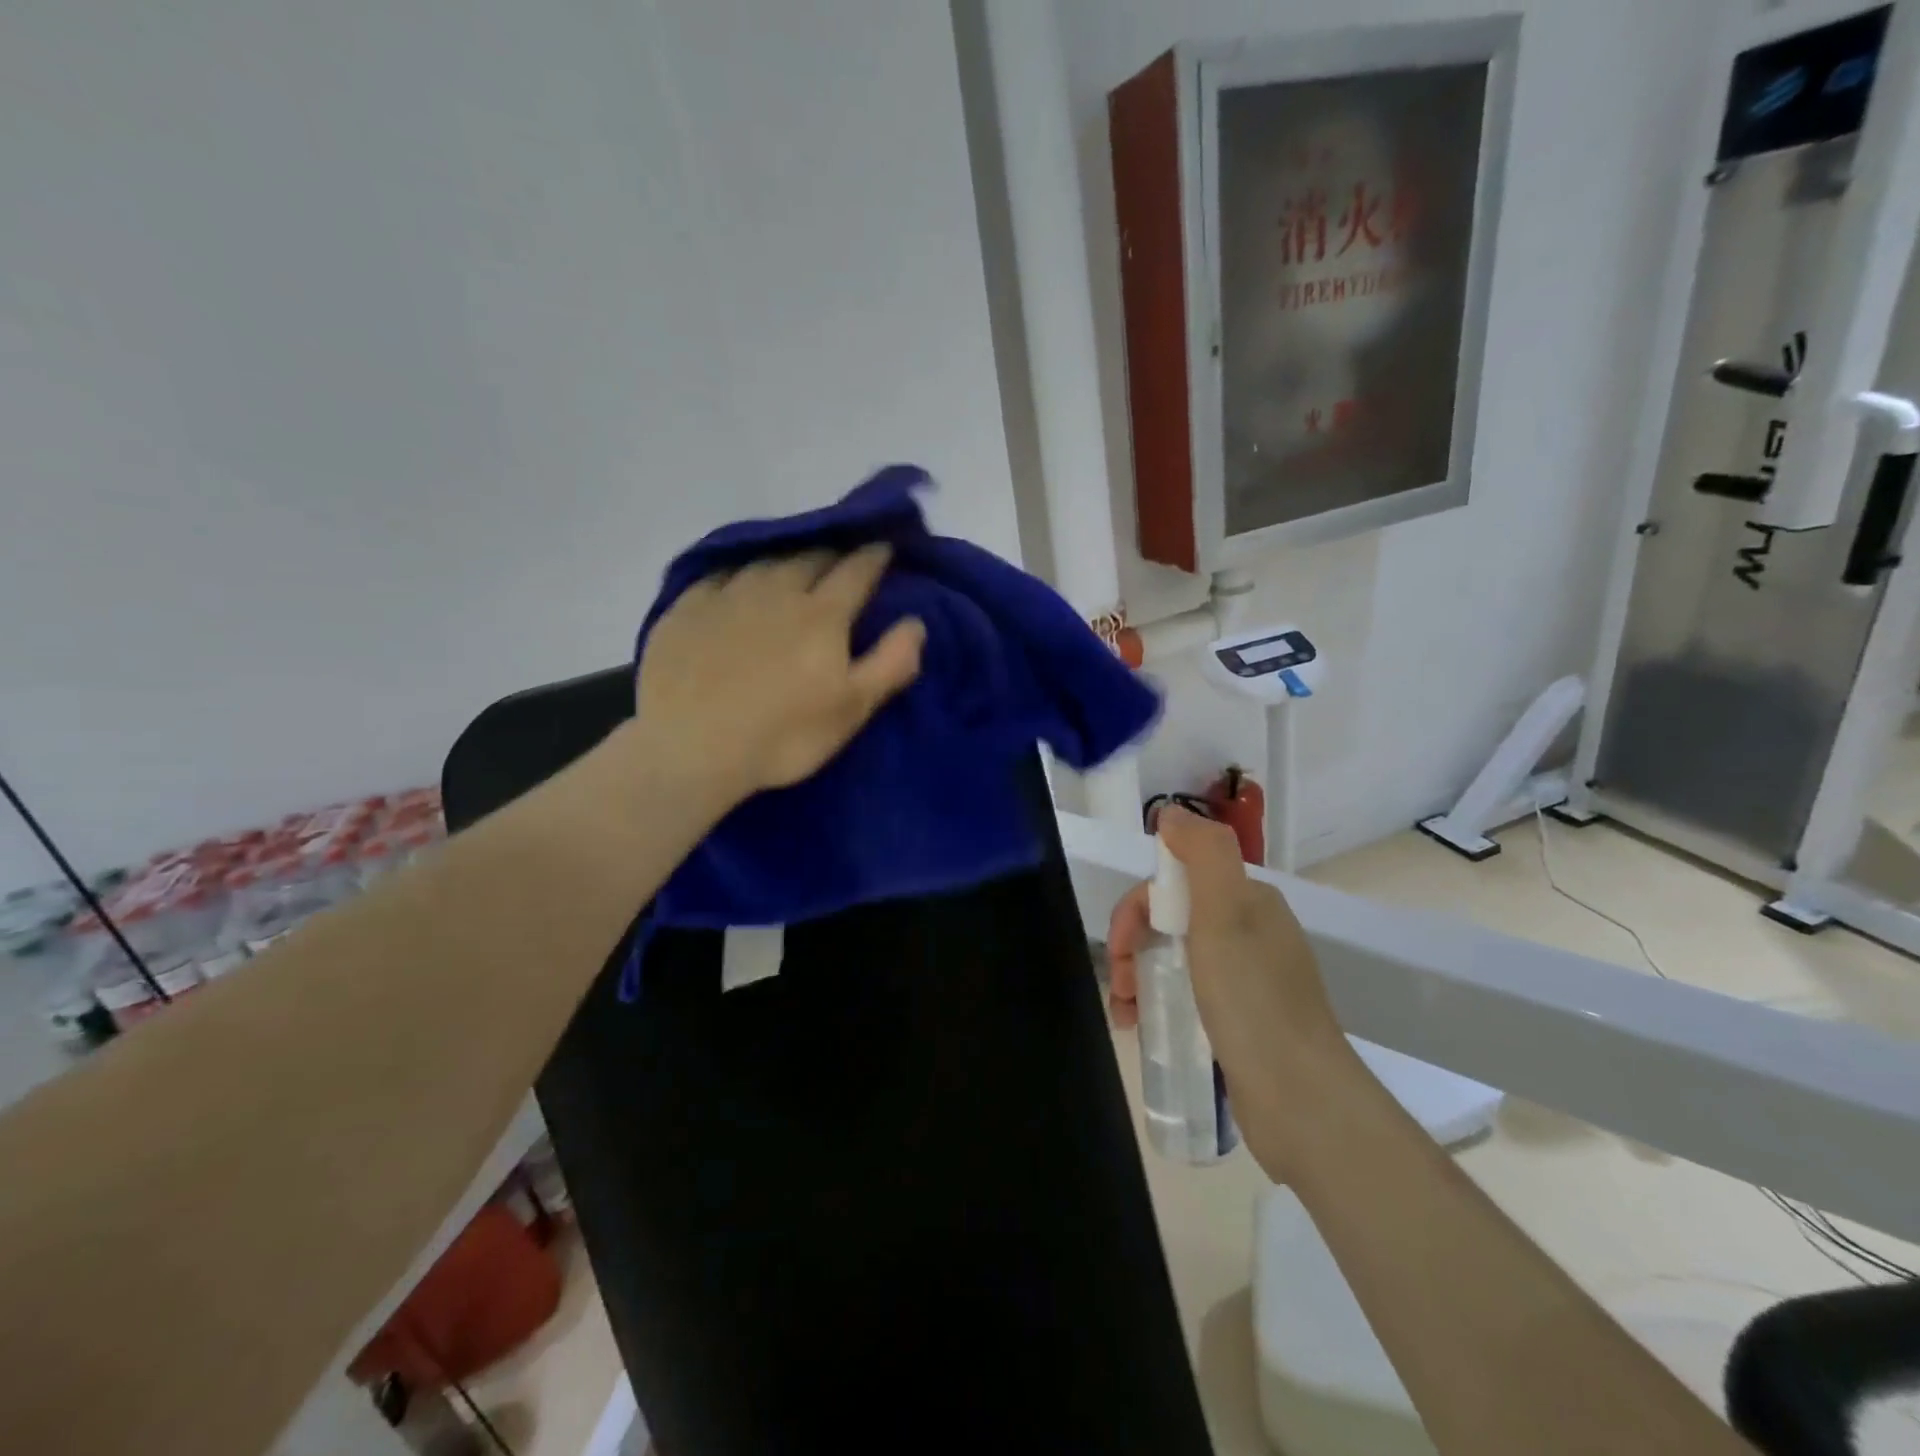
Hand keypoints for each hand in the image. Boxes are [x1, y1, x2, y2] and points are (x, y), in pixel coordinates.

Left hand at [631, 545, 925, 803]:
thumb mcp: (851, 709)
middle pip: (810, 558)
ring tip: (791, 567)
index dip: (873, 556)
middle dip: (830, 554)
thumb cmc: (782, 735)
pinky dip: (737, 574)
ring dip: (785, 560)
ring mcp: (727, 596)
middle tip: (839, 559)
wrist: (690, 748)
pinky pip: (718, 575)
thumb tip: (916, 623)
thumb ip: (890, 663)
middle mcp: (777, 591)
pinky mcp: (686, 609)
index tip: (883, 546)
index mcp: (822, 615)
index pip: (856, 571)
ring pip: (765, 562)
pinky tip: (736, 583)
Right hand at [1106, 805, 1360, 1177]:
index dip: (1137, 909)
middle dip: (1134, 946)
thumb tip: (1171, 812)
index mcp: (1249, 902)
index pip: (1176, 883)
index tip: (1119, 949)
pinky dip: (1160, 1004)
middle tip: (1120, 987)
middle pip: (1173, 921)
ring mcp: (1250, 981)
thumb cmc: (1253, 1001)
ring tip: (1124, 1015)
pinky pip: (1190, 997)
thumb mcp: (1224, 914)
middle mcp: (1252, 933)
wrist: (1303, 1102)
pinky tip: (1143, 1029)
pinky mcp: (1245, 1023)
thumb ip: (1202, 854)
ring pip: (1177, 960)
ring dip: (1140, 978)